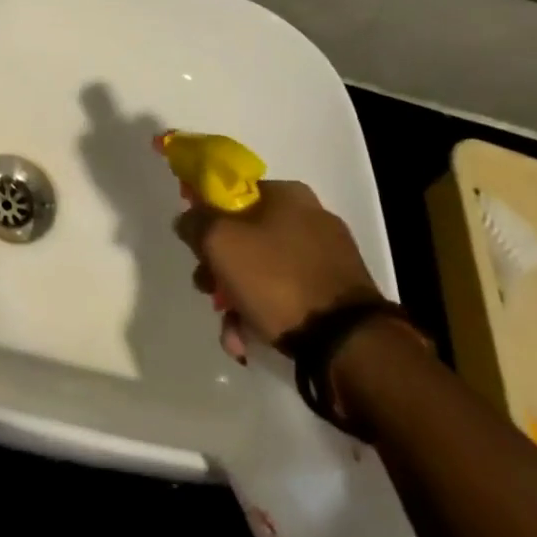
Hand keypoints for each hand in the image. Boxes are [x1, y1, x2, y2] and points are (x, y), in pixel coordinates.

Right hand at [175, 180, 380, 359]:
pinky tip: (250, 341)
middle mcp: (311, 218)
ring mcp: (328, 258)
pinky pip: (287, 295)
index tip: (196, 246)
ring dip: (238, 299)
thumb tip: (188, 220)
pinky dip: (265, 315)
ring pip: (263, 271)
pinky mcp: (338, 294)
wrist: (348, 343)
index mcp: (288, 194)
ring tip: (230, 332)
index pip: (233, 194)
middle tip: (208, 291)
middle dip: (220, 268)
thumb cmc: (276, 279)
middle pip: (245, 236)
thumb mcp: (220, 242)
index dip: (207, 217)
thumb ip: (195, 222)